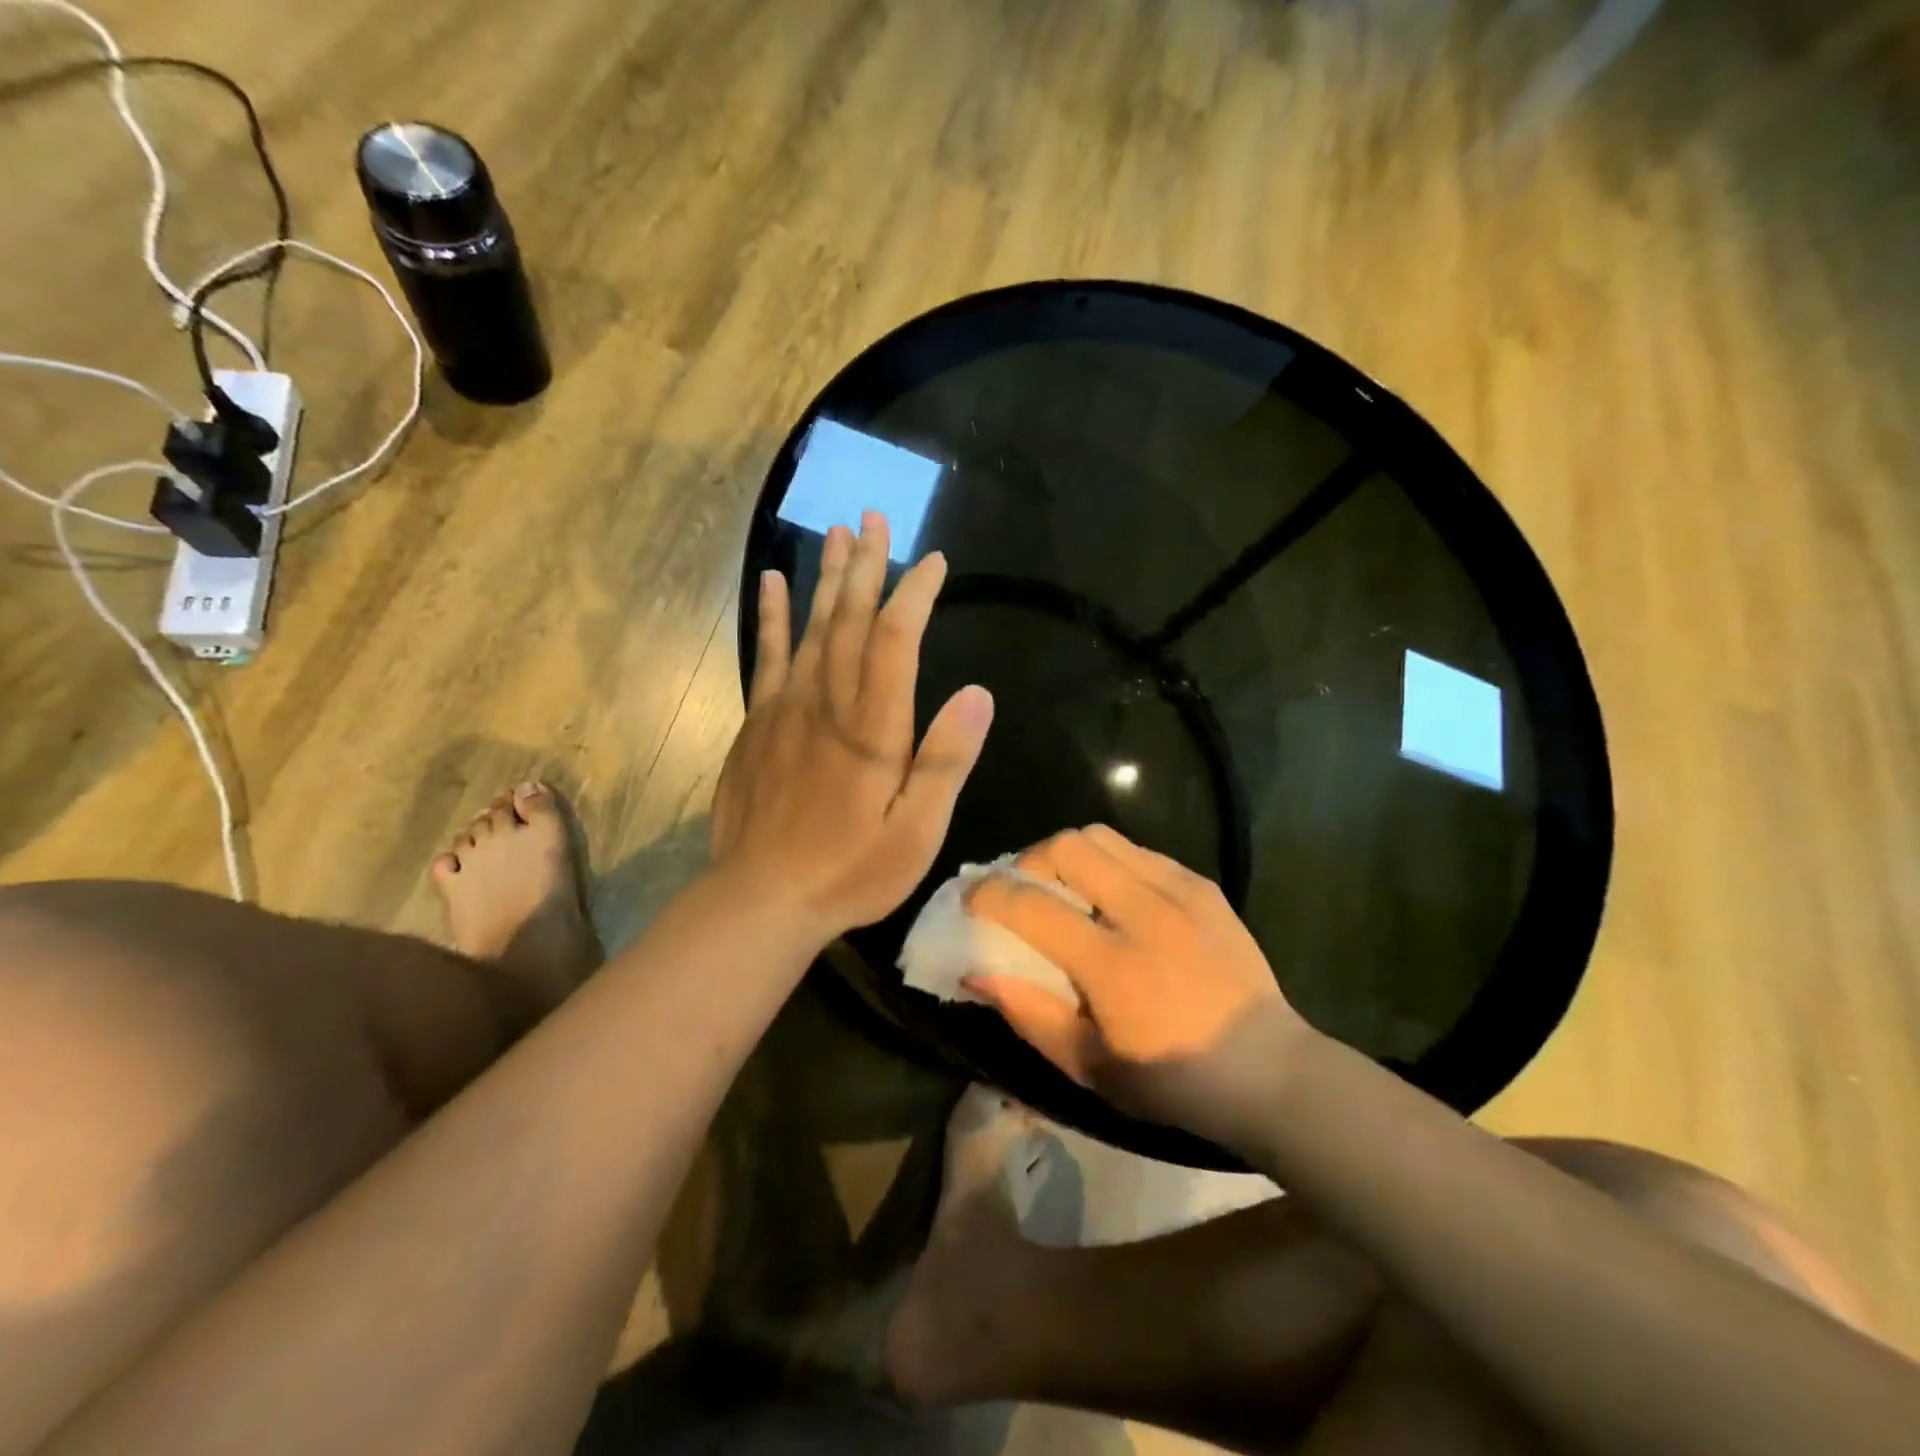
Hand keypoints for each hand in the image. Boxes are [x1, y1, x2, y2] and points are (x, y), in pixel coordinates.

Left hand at [709, 511, 993, 945]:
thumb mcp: (917, 830)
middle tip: (874, 518)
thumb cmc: (852, 870)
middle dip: (866, 567)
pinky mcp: (758, 724)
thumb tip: (978, 695)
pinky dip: (771, 616)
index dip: (915, 594)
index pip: (896, 640)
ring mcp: (786, 709)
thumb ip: (946, 761)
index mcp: (873, 727)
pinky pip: (766, 656)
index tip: (933, 562)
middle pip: (849, 620)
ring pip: (810, 628)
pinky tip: (774, 583)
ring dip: (826, 578)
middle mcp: (828, 703)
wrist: (764, 898)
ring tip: (837, 533)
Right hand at [966, 825, 1315, 1149]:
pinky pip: (1140, 850)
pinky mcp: (1203, 886)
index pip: (1031, 905)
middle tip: (1025, 889)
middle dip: (1031, 859)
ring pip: (1103, 836)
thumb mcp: (1087, 1065)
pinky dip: (1111, 863)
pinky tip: (1115, 897)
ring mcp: (1180, 892)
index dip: (988, 894)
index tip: (971, 898)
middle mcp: (1145, 913)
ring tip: (1068, 888)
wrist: (1268, 1069)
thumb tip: (974, 972)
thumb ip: (1027, 1012)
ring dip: (1070, 854)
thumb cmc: (1171, 1080)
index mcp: (1112, 965)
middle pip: (1068, 846)